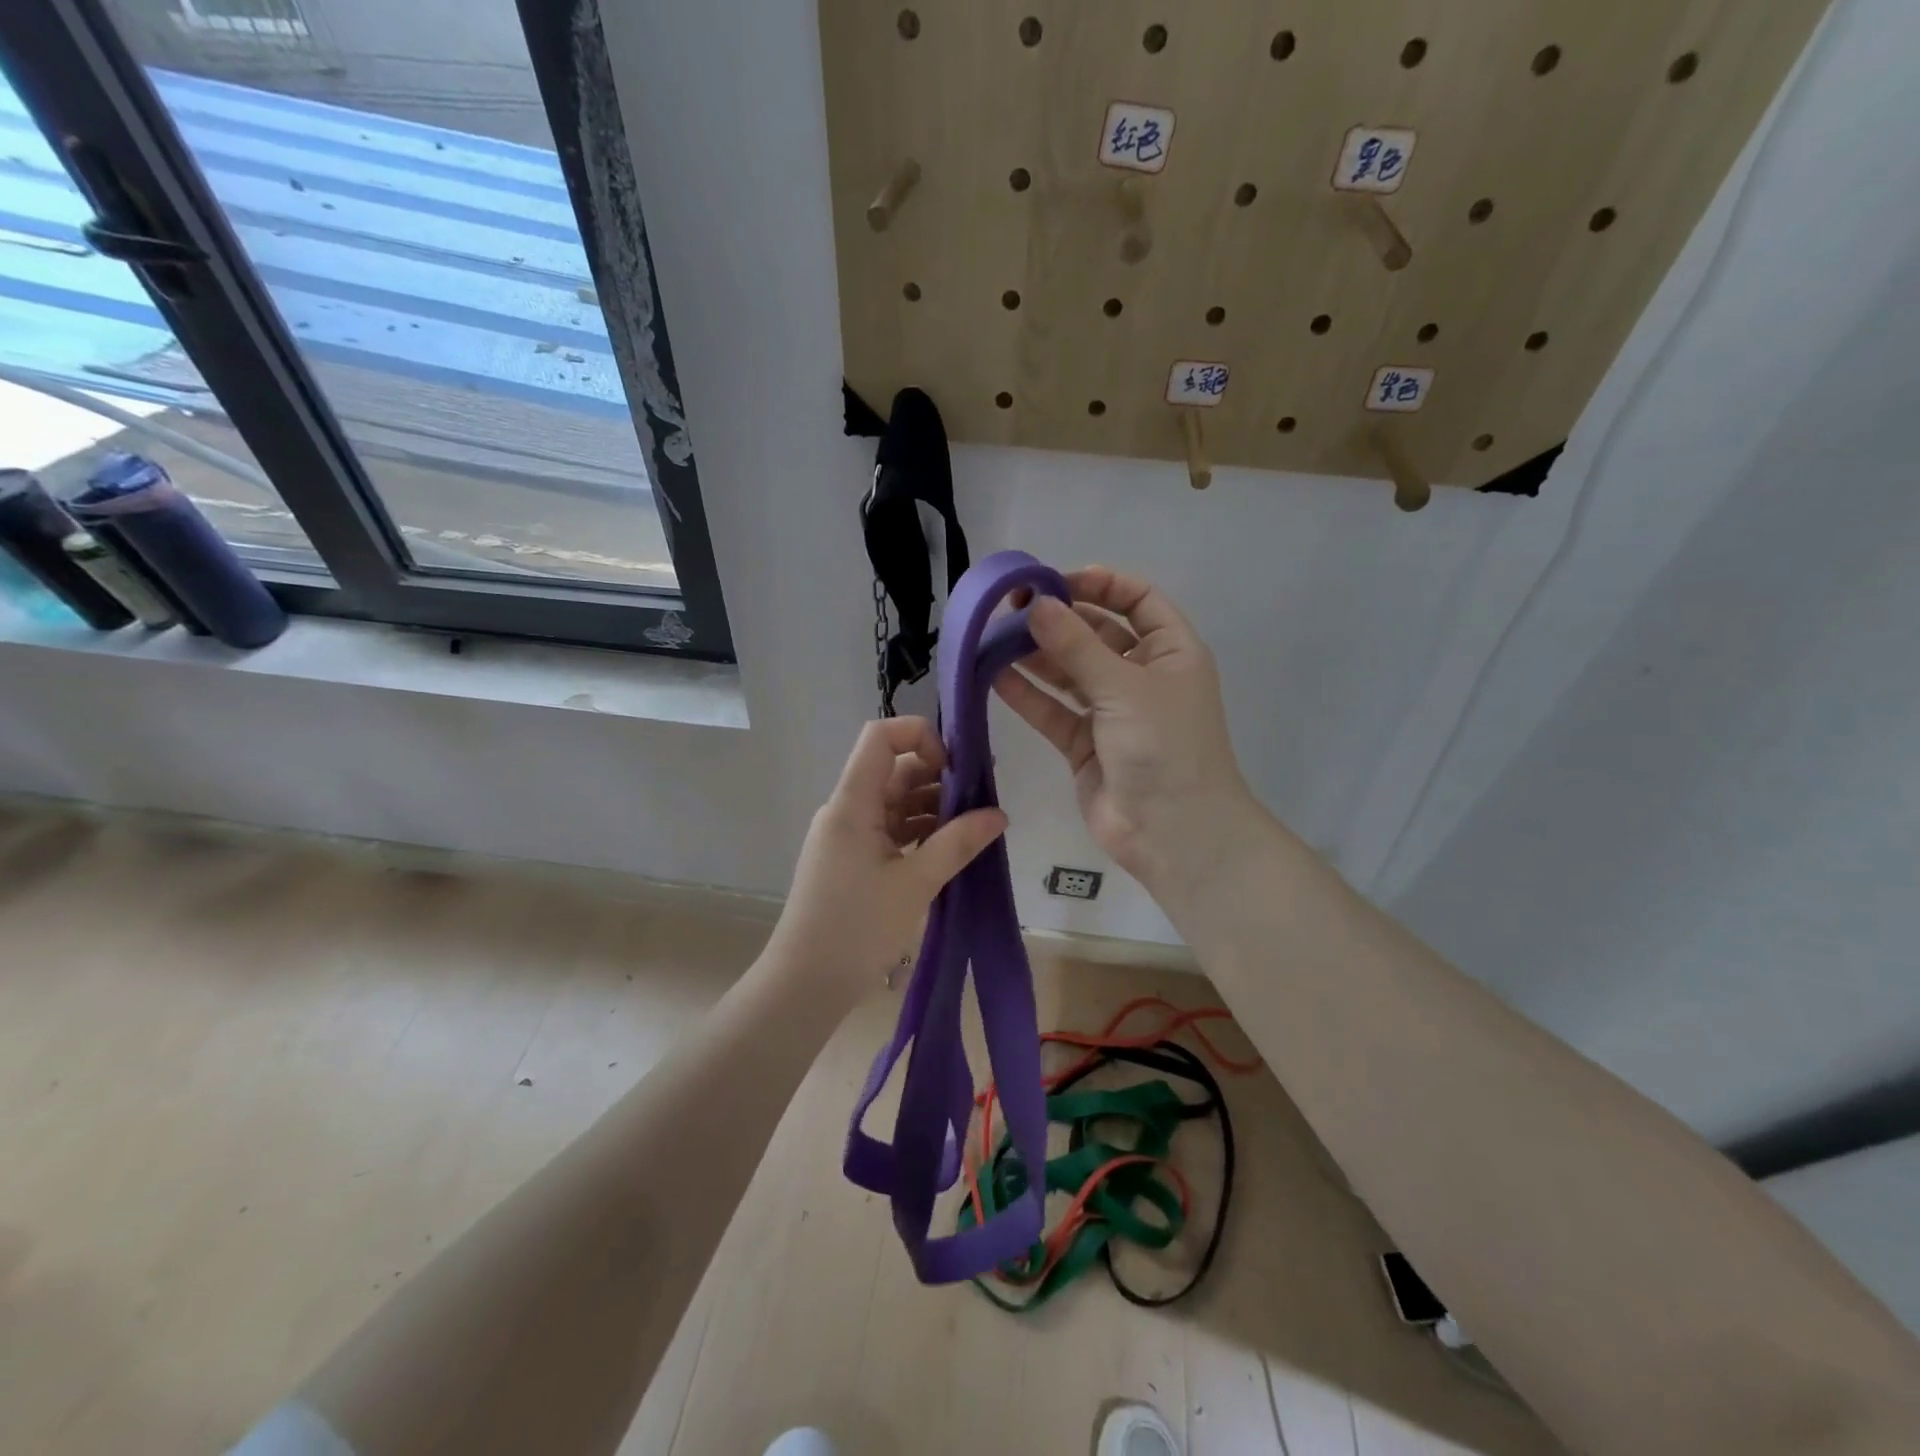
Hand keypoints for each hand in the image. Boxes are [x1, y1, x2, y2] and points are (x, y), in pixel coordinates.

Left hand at [765, 717, 1006, 1002]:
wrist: (805, 984)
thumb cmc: (856, 927)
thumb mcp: (915, 883)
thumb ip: (958, 843)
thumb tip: (999, 814)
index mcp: (852, 802)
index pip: (880, 737)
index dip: (919, 736)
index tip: (955, 767)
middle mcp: (847, 810)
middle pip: (893, 770)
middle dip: (939, 776)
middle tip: (983, 794)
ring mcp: (849, 836)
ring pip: (895, 802)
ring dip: (933, 807)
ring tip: (975, 825)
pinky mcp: (853, 860)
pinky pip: (890, 830)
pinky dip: (920, 832)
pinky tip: (951, 848)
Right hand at [995, 566, 1255, 888]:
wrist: (1173, 833)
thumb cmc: (1165, 747)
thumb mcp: (1125, 688)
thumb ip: (1077, 646)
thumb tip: (1037, 605)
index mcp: (1171, 652)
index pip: (1138, 601)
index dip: (1101, 584)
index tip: (1056, 581)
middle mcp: (1142, 676)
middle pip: (1097, 634)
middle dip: (1058, 619)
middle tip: (1011, 607)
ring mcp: (1111, 712)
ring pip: (1069, 672)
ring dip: (1035, 655)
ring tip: (993, 637)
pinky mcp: (1084, 744)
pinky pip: (1053, 710)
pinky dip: (1027, 694)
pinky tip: (994, 675)